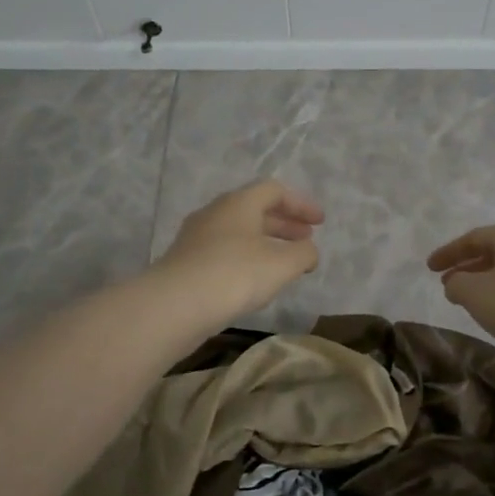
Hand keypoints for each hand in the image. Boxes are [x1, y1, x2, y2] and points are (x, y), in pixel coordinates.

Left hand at [154, 180, 323, 322]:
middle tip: (305, 240)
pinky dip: (246, 258)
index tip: (320, 223)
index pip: (274, 190)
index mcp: (239, 202)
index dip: (301, 204)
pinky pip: (224, 251)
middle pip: (255, 209)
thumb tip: (309, 250)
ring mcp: (196, 237)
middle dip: (284, 224)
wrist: (174, 305)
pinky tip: (254, 281)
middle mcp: (216, 212)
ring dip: (265, 243)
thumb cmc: (235, 274)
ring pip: (238, 232)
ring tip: (284, 263)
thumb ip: (303, 253)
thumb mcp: (281, 264)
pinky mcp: (186, 262)